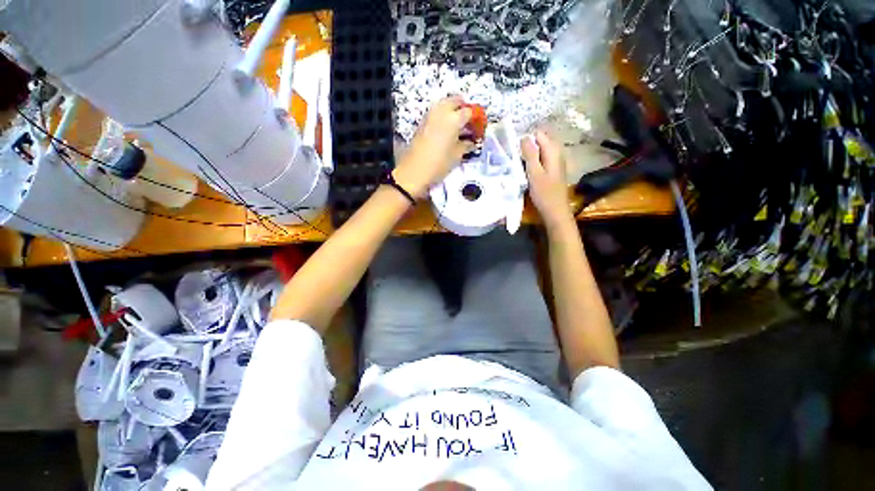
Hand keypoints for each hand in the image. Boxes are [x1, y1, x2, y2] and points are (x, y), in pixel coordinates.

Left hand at [394, 97, 475, 197]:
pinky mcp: (422, 122)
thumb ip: (467, 145)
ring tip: (458, 127)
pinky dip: (443, 117)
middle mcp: (441, 111)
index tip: (478, 128)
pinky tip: (447, 131)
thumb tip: (472, 142)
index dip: (476, 119)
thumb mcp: (457, 155)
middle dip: (464, 109)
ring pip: (444, 105)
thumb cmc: (439, 163)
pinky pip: (436, 113)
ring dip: (453, 111)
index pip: (469, 111)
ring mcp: (430, 115)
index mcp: (453, 118)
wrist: (414, 171)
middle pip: (456, 101)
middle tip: (469, 123)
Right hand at [521, 131, 574, 230]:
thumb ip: (530, 154)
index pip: (539, 134)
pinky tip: (525, 171)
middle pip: (540, 142)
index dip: (526, 139)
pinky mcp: (553, 171)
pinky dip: (533, 163)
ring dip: (529, 156)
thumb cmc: (544, 194)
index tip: (514, 148)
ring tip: (517, 164)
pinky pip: (541, 160)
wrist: (555, 211)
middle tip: (514, 157)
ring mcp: (556, 162)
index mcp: (553, 151)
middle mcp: (557, 153)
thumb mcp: (534, 173)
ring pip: (540, 152)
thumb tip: (524, 137)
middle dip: (527, 147)